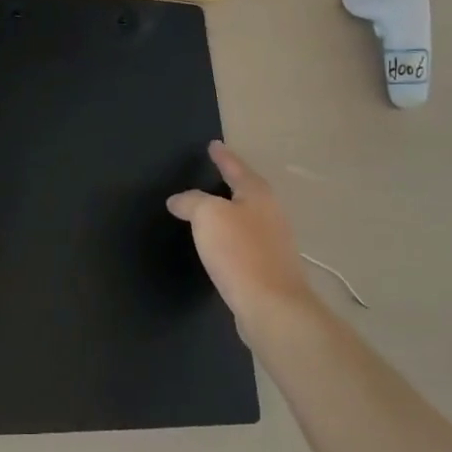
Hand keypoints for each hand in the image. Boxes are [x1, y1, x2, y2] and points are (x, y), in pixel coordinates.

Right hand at [168, 142, 311, 319]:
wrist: (272, 307)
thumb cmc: (239, 252)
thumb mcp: (207, 216)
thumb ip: (191, 201)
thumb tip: (178, 200)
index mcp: (257, 194)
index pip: (236, 167)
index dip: (222, 156)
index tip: (213, 144)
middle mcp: (270, 213)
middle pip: (247, 191)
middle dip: (229, 182)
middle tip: (211, 174)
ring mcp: (273, 242)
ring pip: (247, 217)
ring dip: (229, 212)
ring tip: (209, 210)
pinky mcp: (269, 268)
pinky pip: (245, 242)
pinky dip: (230, 237)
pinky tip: (218, 246)